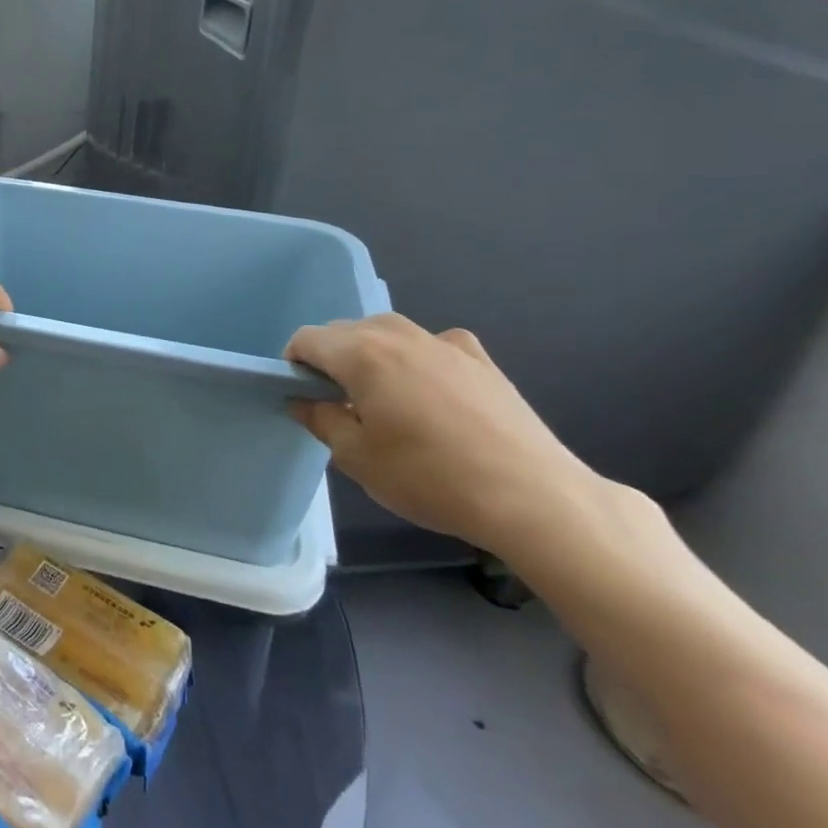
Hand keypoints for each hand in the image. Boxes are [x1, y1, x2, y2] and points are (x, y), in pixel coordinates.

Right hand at [286, 313, 596, 554]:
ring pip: (389, 333)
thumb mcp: (356, 457)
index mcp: (362, 354)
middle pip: (347, 330)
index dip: (294, 364)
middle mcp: (400, 336)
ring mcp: (445, 343)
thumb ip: (321, 419)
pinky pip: (433, 345)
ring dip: (372, 354)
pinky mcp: (482, 360)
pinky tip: (432, 392)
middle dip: (332, 357)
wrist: (533, 498)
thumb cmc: (430, 477)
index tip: (302, 396)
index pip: (308, 339)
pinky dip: (419, 359)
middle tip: (339, 403)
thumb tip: (305, 400)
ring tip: (384, 398)